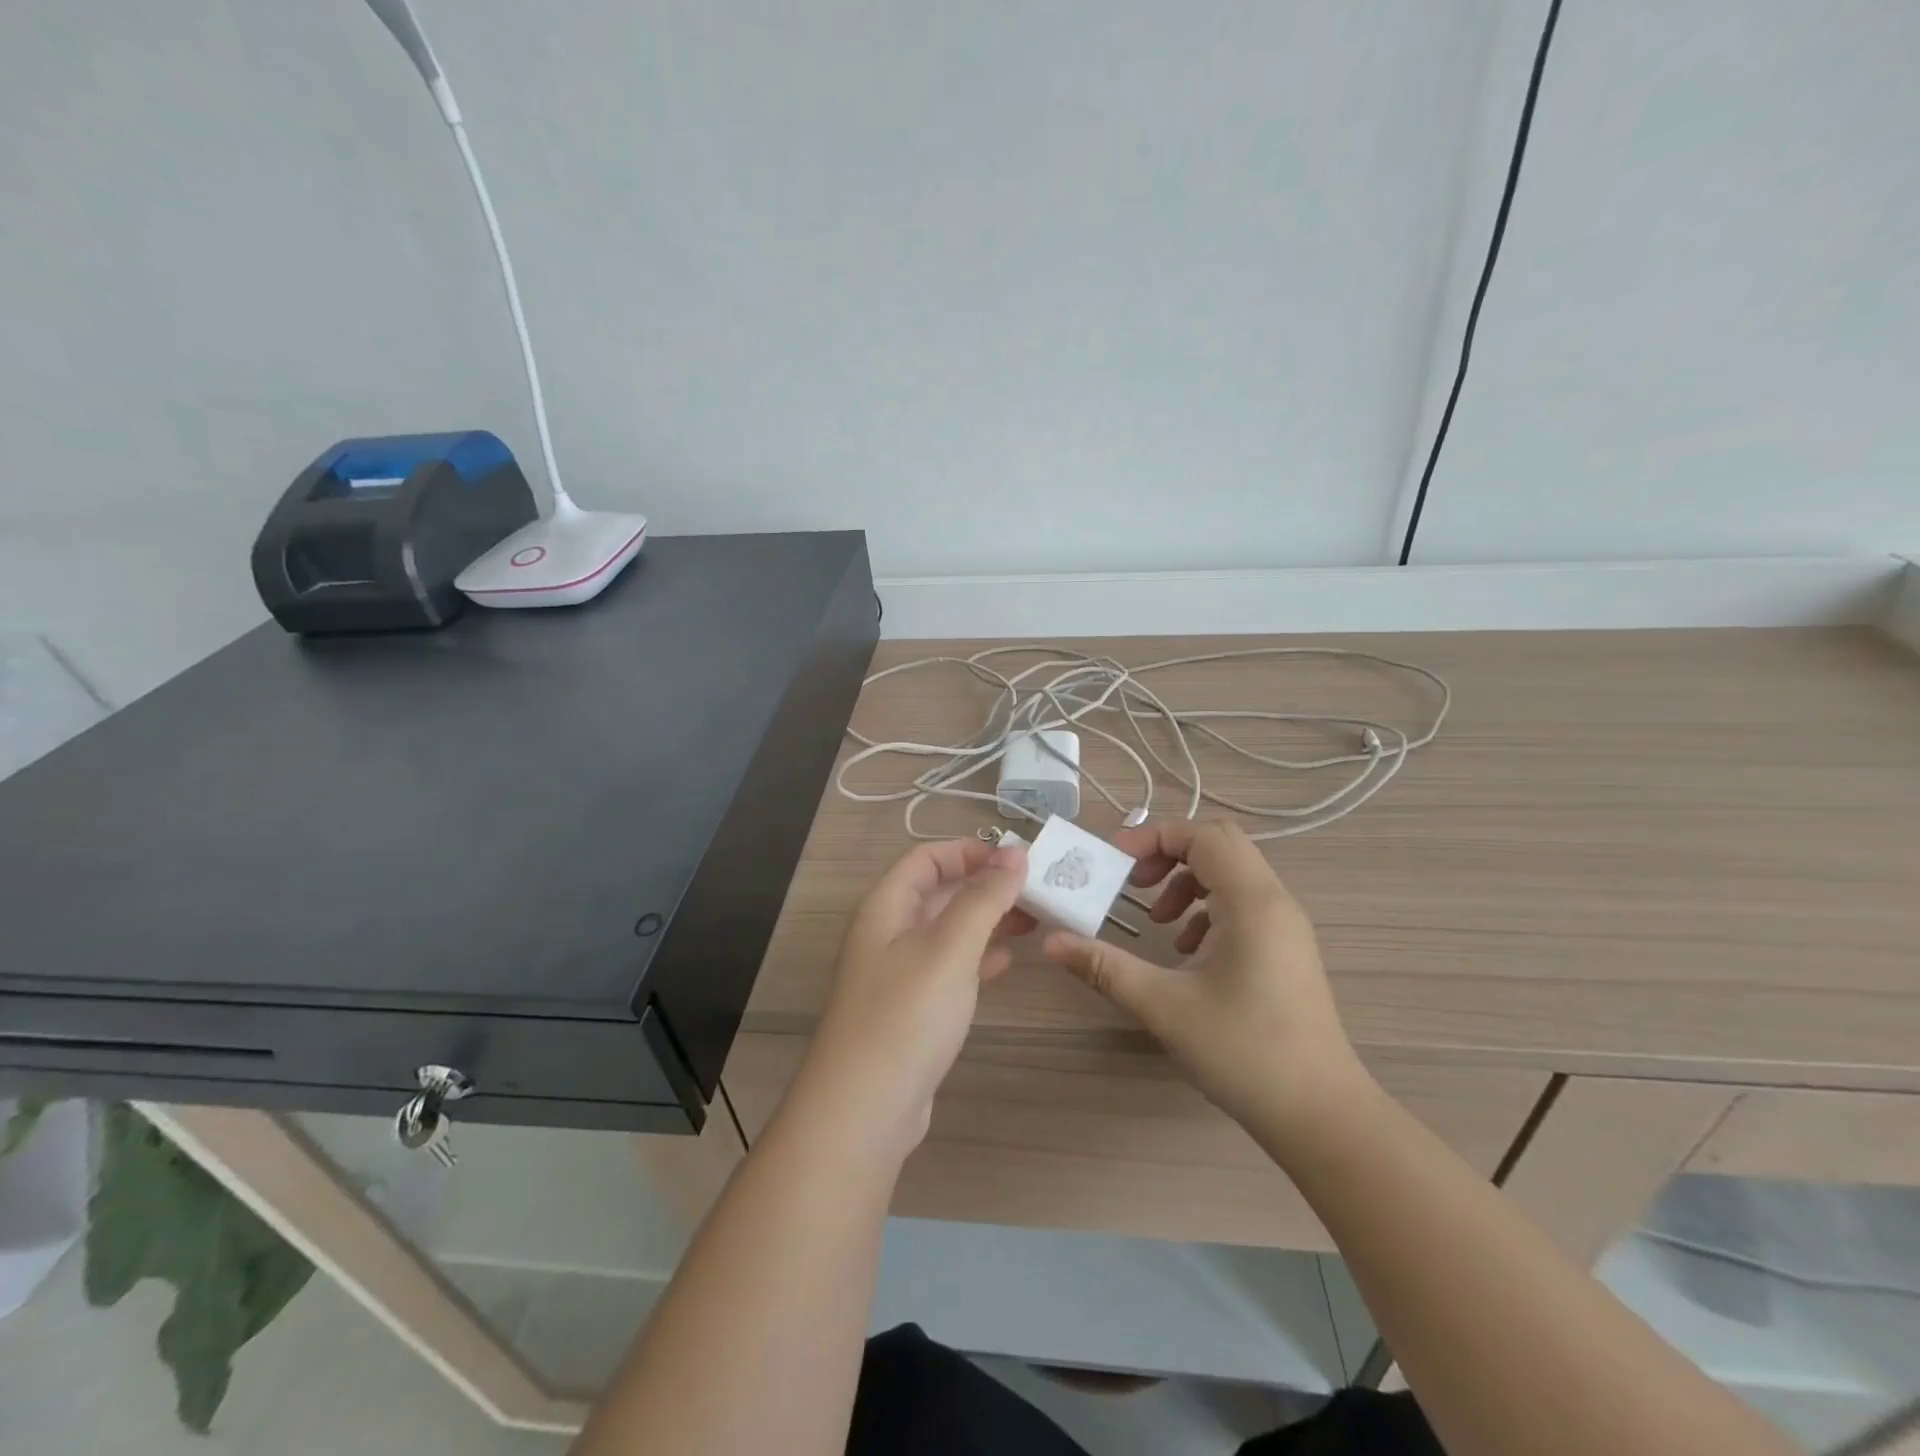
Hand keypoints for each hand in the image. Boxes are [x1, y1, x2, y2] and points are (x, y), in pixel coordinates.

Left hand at [786, 838, 1031, 1162]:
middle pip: (939, 892)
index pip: (927, 858)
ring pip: (948, 930)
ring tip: (1033, 921)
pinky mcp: (912, 1009)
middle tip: (1036, 890)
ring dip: (987, 921)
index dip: (970, 851)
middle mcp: (888, 932)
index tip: (1017, 859)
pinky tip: (1007, 963)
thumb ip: (984, 898)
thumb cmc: (906, 1016)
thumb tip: (1015, 853)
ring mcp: (898, 973)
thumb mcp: (950, 948)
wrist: (864, 1110)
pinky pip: (949, 967)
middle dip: (985, 885)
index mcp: (886, 906)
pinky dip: (978, 958)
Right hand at [1042, 819, 1368, 1134]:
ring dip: (1189, 881)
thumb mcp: (1164, 1006)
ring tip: (1159, 921)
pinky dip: (1209, 908)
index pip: (1202, 835)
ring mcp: (1287, 926)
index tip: (1115, 862)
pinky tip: (1188, 950)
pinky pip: (1245, 904)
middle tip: (1135, 884)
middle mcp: (1275, 901)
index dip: (1154, 837)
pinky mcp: (1288, 950)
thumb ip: (1105, 967)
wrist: (1322, 1115)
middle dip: (1170, 854)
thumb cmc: (1244, 1052)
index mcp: (1251, 901)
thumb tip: (1051, 942)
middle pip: (1220, 845)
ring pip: (1233, 874)